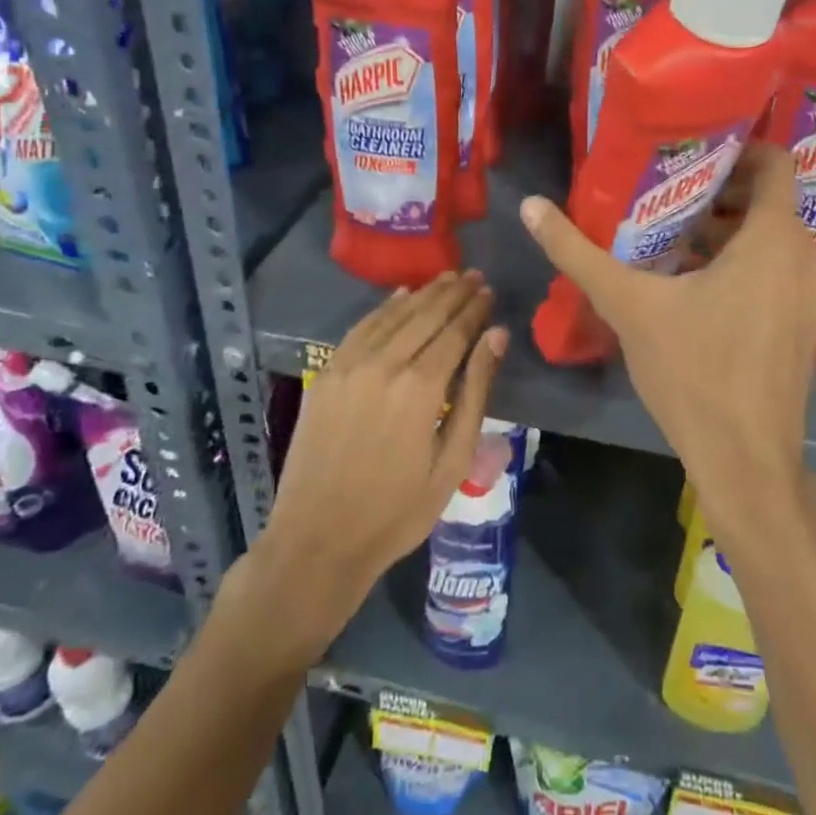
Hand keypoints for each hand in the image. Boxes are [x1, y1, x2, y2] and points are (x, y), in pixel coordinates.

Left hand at [254, 272, 507, 637]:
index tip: (489, 291)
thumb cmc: (398, 510)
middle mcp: (385, 364)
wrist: (318, 539)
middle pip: (426, 315)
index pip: (455, 331)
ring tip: (447, 278)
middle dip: (453, 292)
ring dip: (423, 294)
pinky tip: (401, 297)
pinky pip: (360, 327)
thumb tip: (497, 336)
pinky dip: (384, 308)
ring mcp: (350, 365)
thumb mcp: (452, 460)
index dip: (475, 309)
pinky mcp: (326, 373)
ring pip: (394, 315)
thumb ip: (476, 392)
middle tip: (474, 275)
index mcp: (421, 387)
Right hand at [519, 143, 815, 524]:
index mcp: (775, 238)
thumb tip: (530, 207)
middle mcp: (806, 256)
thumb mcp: (630, 305)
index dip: (738, 148)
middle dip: (721, 190)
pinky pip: (780, 269)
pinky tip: (697, 281)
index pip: (776, 161)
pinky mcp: (807, 324)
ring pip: (774, 237)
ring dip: (730, 228)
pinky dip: (747, 260)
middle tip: (668, 190)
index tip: (692, 152)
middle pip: (770, 199)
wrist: (746, 460)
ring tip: (674, 232)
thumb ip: (578, 253)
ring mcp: (813, 294)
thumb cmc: (694, 372)